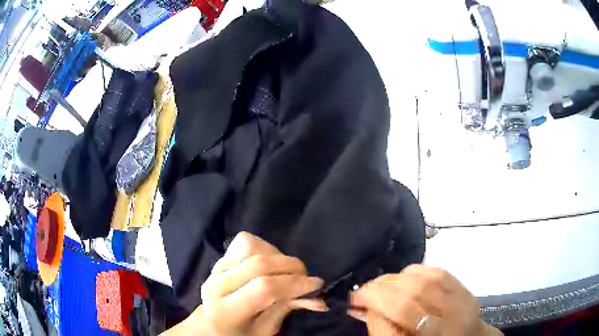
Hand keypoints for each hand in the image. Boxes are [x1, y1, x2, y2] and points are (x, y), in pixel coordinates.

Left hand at [195, 232, 325, 335]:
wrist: (213, 324)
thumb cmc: (241, 333)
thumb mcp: (266, 330)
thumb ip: (288, 310)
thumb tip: (319, 299)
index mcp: (226, 310)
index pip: (264, 288)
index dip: (294, 284)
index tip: (316, 286)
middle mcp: (217, 284)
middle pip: (260, 264)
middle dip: (292, 268)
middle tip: (306, 279)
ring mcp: (216, 268)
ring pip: (252, 247)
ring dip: (278, 257)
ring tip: (287, 272)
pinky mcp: (221, 258)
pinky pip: (246, 242)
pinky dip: (265, 248)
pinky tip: (271, 262)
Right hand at [348, 265, 499, 335]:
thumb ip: (386, 329)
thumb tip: (365, 309)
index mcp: (436, 333)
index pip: (404, 310)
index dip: (377, 300)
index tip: (356, 298)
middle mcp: (451, 315)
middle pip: (415, 291)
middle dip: (384, 287)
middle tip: (365, 289)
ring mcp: (461, 298)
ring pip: (427, 278)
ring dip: (398, 277)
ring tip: (382, 284)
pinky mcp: (464, 287)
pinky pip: (437, 271)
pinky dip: (416, 271)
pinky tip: (404, 277)